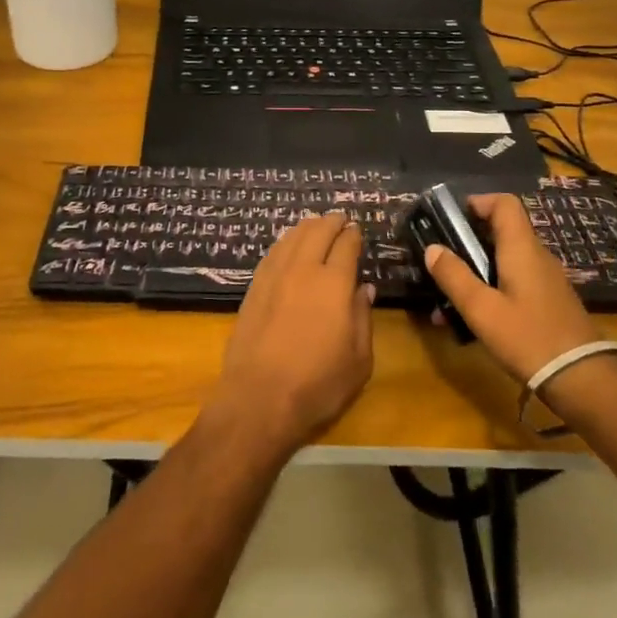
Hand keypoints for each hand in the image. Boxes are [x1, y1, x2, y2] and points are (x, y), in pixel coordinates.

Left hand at [209, 213, 374, 457]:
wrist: (259, 397)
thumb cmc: (318, 383)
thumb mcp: (359, 359)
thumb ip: (362, 318)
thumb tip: (363, 289)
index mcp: (334, 283)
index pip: (346, 245)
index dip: (353, 234)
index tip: (357, 230)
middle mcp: (302, 269)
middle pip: (317, 232)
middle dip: (331, 222)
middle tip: (339, 219)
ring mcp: (273, 276)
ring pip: (291, 237)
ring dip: (307, 227)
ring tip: (315, 225)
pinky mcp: (253, 288)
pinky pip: (272, 253)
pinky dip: (285, 242)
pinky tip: (288, 246)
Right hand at [424, 194, 602, 384]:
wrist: (582, 380)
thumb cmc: (528, 337)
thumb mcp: (481, 309)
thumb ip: (454, 277)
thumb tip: (432, 248)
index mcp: (522, 249)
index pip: (505, 204)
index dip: (478, 202)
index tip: (451, 218)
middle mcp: (537, 257)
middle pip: (502, 231)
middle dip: (468, 241)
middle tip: (442, 259)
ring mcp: (546, 280)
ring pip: (506, 260)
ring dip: (476, 270)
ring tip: (448, 297)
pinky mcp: (549, 302)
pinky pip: (515, 282)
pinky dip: (491, 288)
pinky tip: (473, 318)